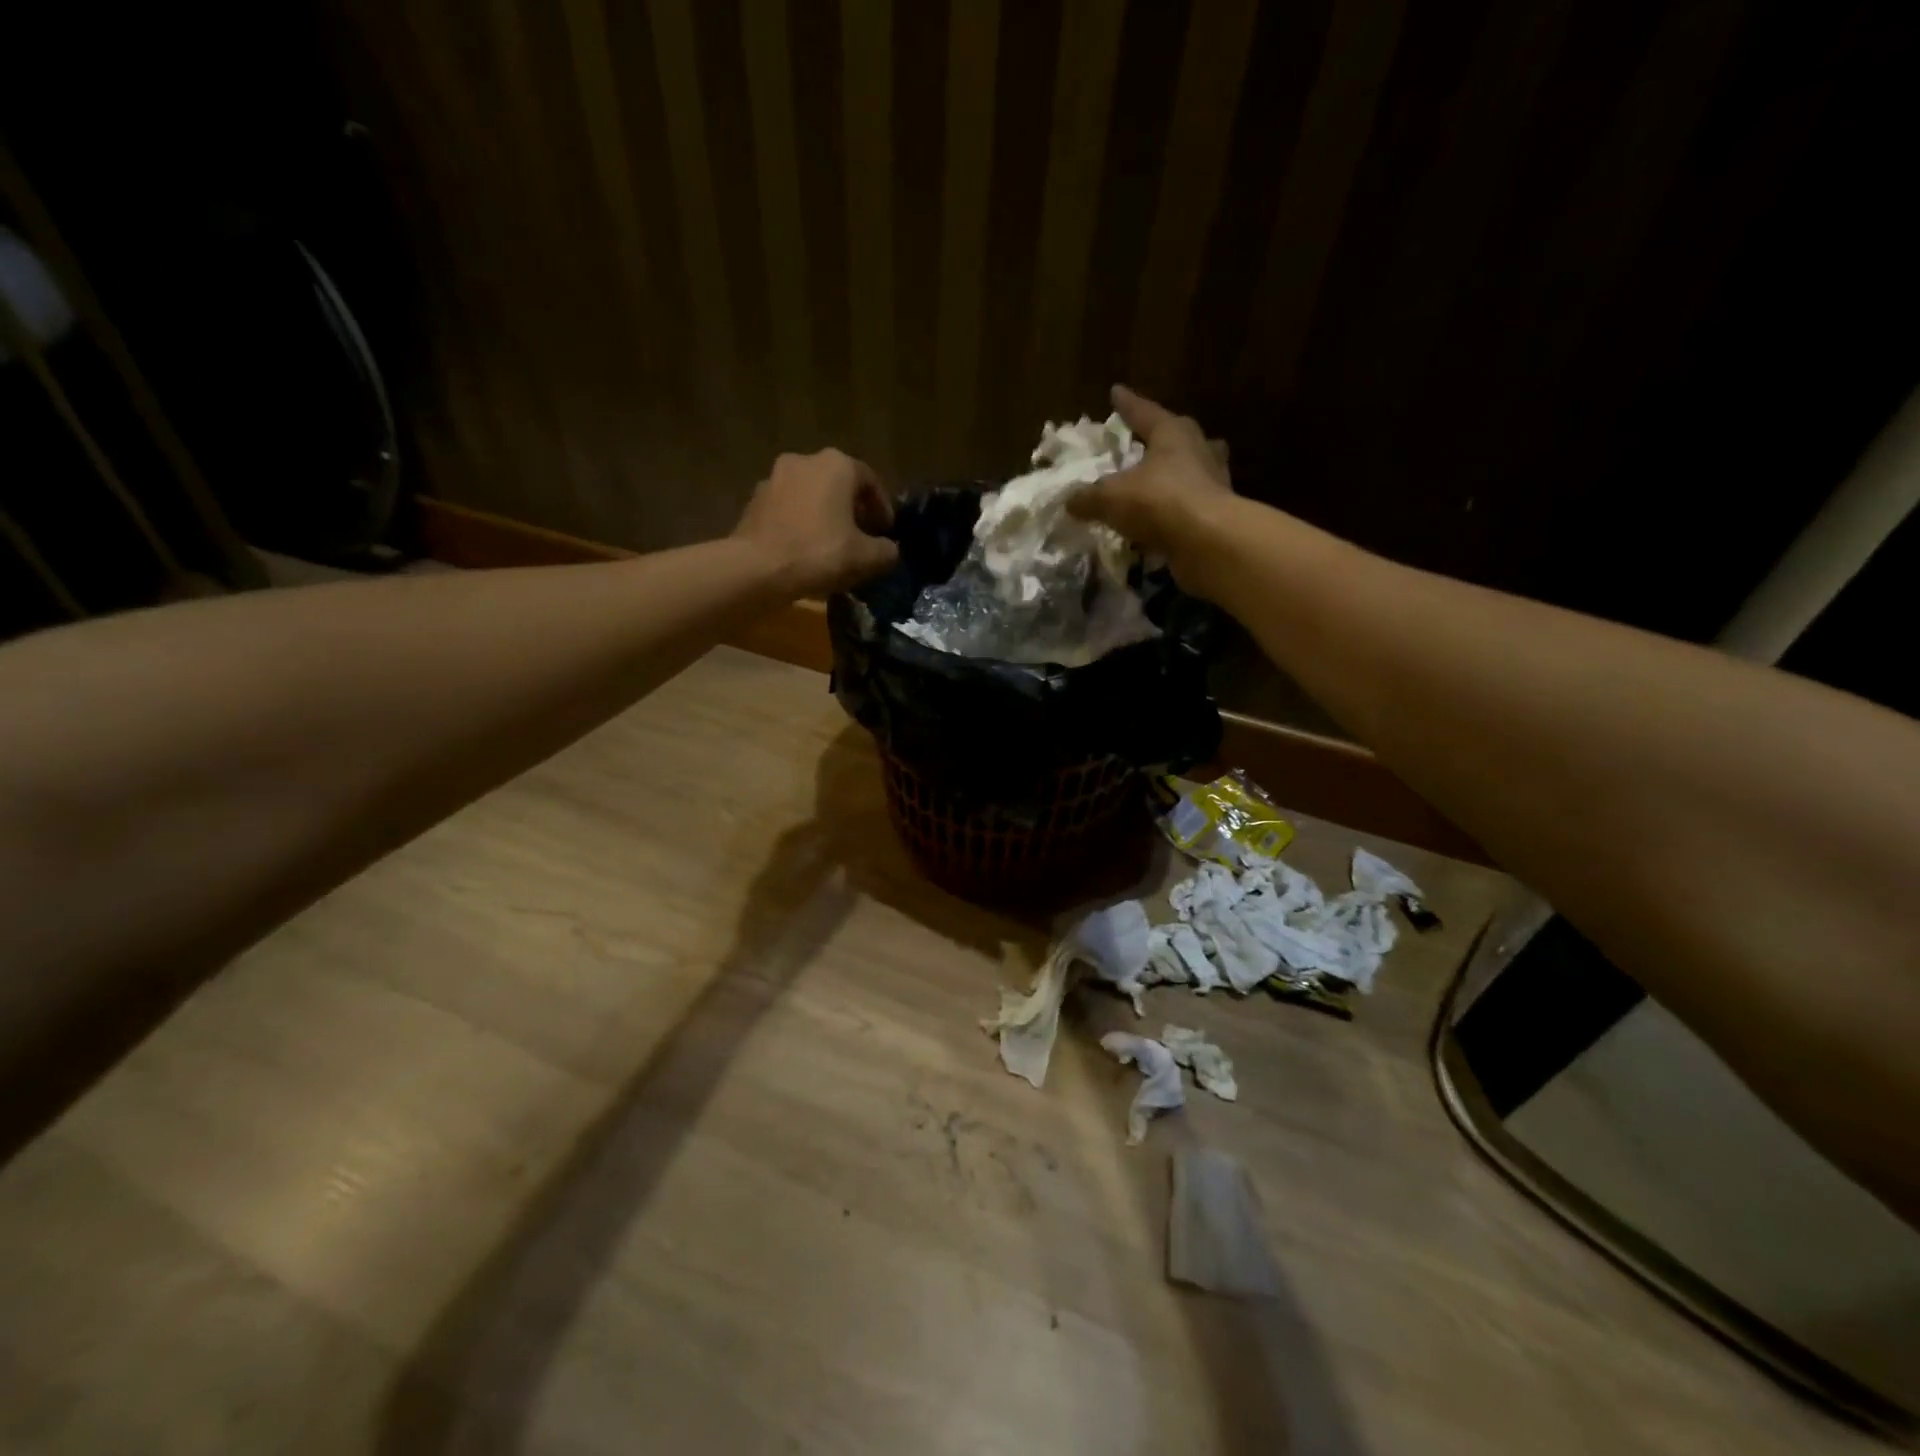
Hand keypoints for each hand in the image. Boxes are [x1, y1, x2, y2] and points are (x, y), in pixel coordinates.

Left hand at [733, 449, 899, 597]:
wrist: (757, 568)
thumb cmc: (819, 553)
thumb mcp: (866, 558)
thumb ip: (886, 551)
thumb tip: (888, 550)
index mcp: (836, 465)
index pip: (870, 480)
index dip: (882, 507)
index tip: (885, 531)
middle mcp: (804, 460)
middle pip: (838, 484)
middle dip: (851, 509)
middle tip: (861, 536)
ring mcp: (774, 478)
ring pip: (810, 495)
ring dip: (824, 515)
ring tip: (832, 544)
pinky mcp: (754, 501)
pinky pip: (787, 509)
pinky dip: (800, 523)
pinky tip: (804, 548)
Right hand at [1067, 385, 1236, 596]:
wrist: (1208, 541)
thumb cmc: (1158, 502)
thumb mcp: (1110, 498)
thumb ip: (1088, 498)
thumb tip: (1069, 502)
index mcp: (1172, 433)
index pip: (1144, 412)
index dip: (1126, 404)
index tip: (1116, 391)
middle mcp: (1197, 450)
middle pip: (1179, 436)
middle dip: (1162, 437)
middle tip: (1147, 440)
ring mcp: (1213, 482)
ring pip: (1191, 470)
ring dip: (1174, 475)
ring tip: (1156, 483)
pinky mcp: (1217, 514)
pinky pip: (1190, 505)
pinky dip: (1174, 511)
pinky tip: (1159, 522)